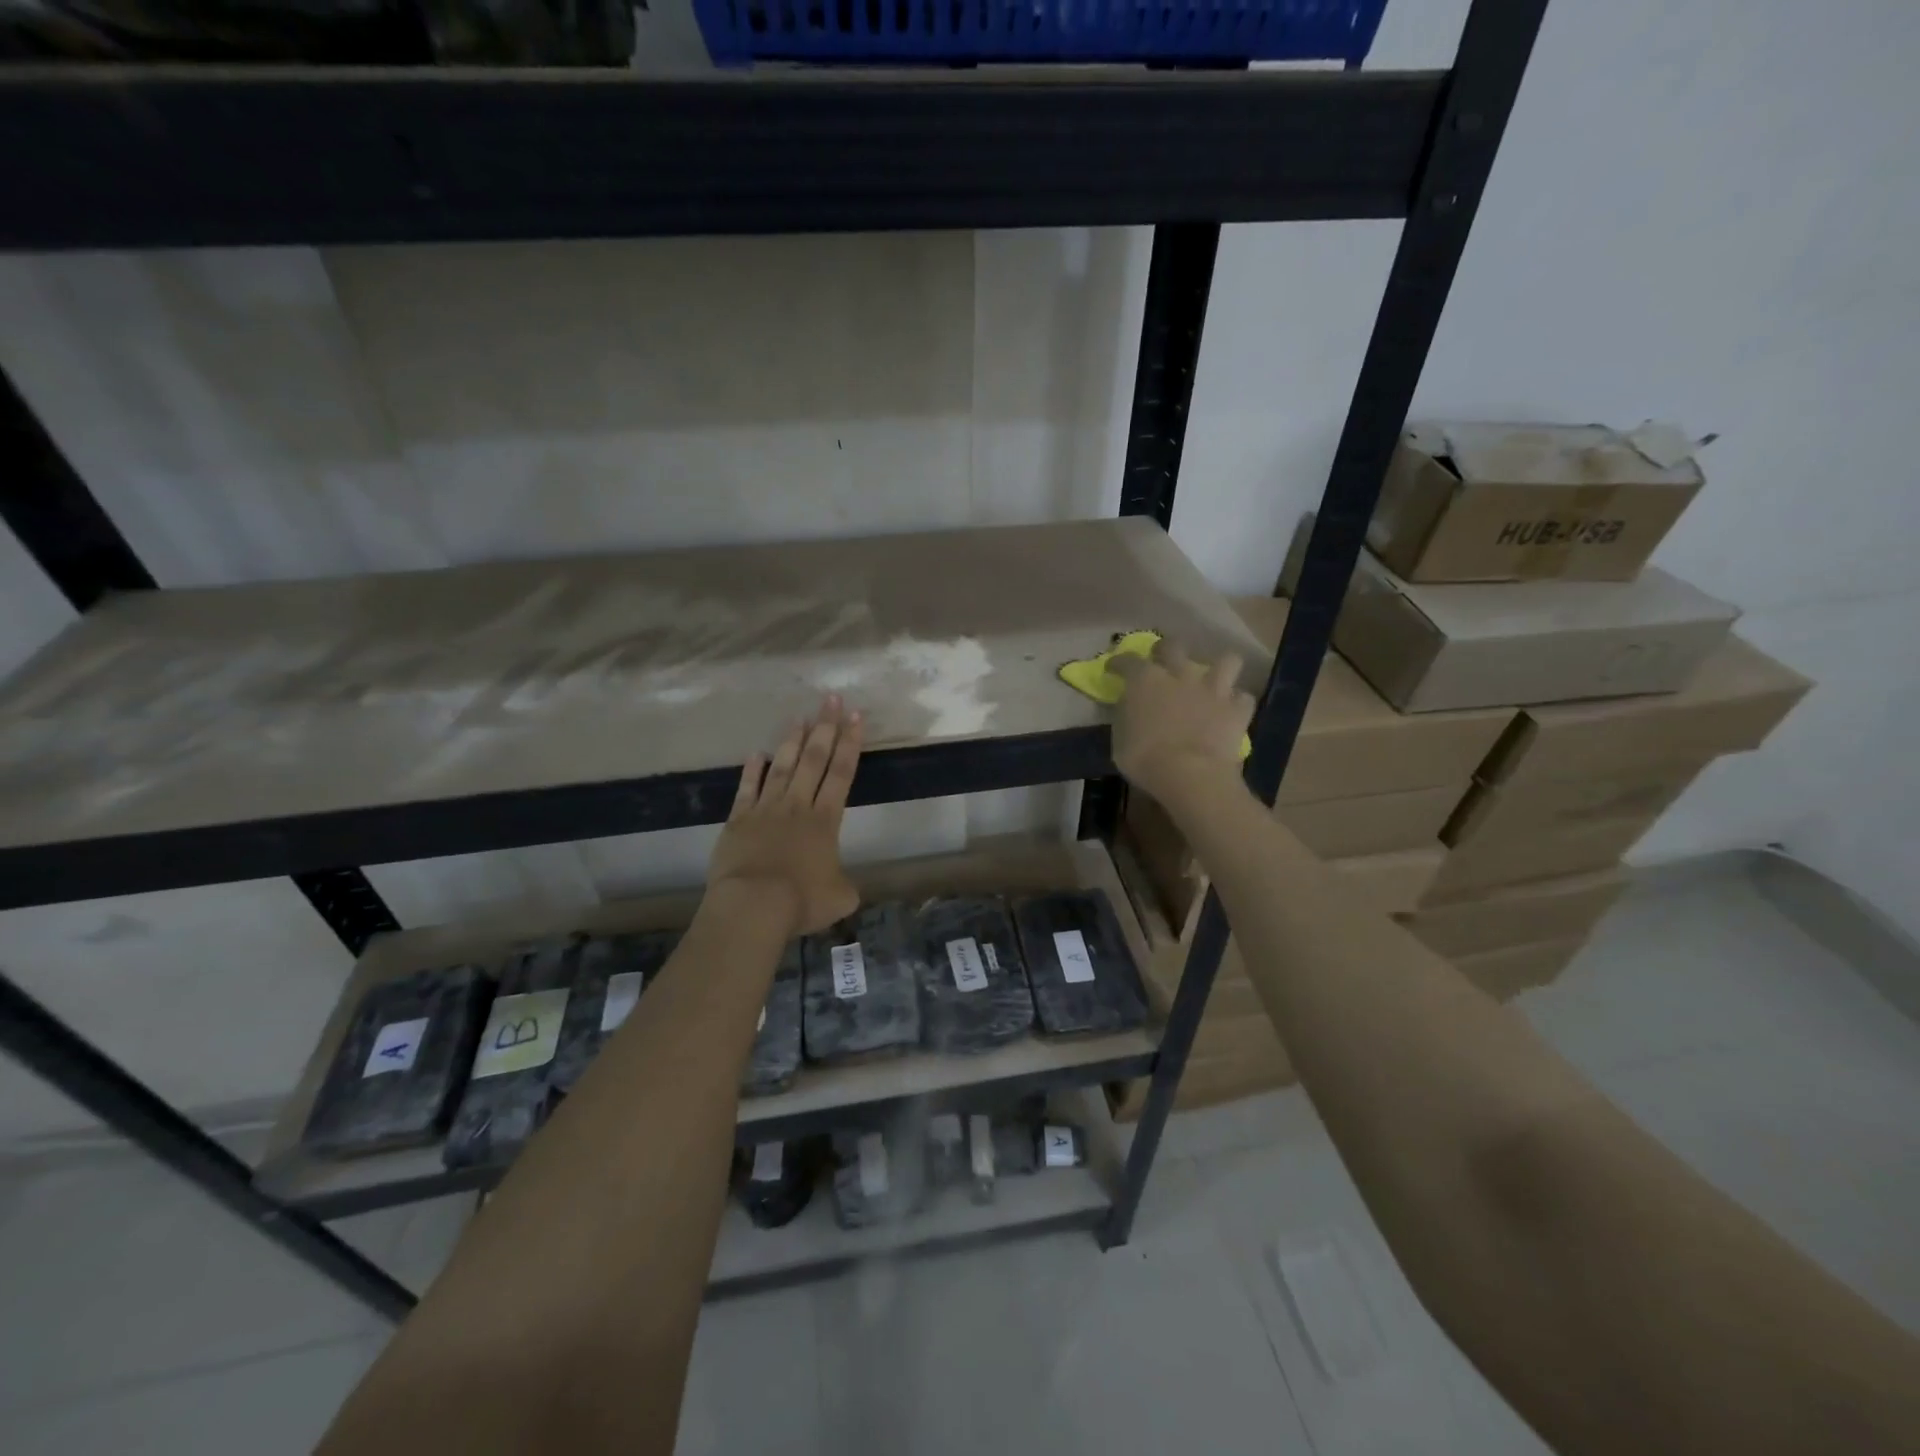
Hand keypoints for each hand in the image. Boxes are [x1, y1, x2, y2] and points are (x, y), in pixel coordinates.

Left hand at [708, 695, 863, 935]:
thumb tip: (843, 885)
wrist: (753, 905)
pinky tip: (757, 753)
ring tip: (800, 717)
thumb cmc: (801, 901)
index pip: (842, 773)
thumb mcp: (839, 897)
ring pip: (782, 767)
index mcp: (826, 821)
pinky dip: (752, 770)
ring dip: (792, 741)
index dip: (851, 744)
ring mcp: (766, 810)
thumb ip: (845, 885)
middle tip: (831, 699)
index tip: (856, 717)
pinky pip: (747, 789)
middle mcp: (798, 806)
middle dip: (825, 727)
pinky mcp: (738, 820)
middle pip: (814, 759)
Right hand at [1108, 639, 1254, 803]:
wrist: (1191, 775)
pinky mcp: (1237, 710)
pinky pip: (1243, 698)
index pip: (1128, 661)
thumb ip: (1126, 716)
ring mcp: (1213, 690)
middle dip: (1166, 650)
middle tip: (1162, 662)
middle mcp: (1180, 675)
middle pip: (1174, 646)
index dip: (1119, 663)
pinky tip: (1230, 710)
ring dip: (1219, 667)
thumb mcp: (1120, 740)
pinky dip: (1237, 703)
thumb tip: (1129, 708)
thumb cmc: (1145, 760)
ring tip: (1211, 679)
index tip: (1114, 669)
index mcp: (1145, 680)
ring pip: (1226, 660)